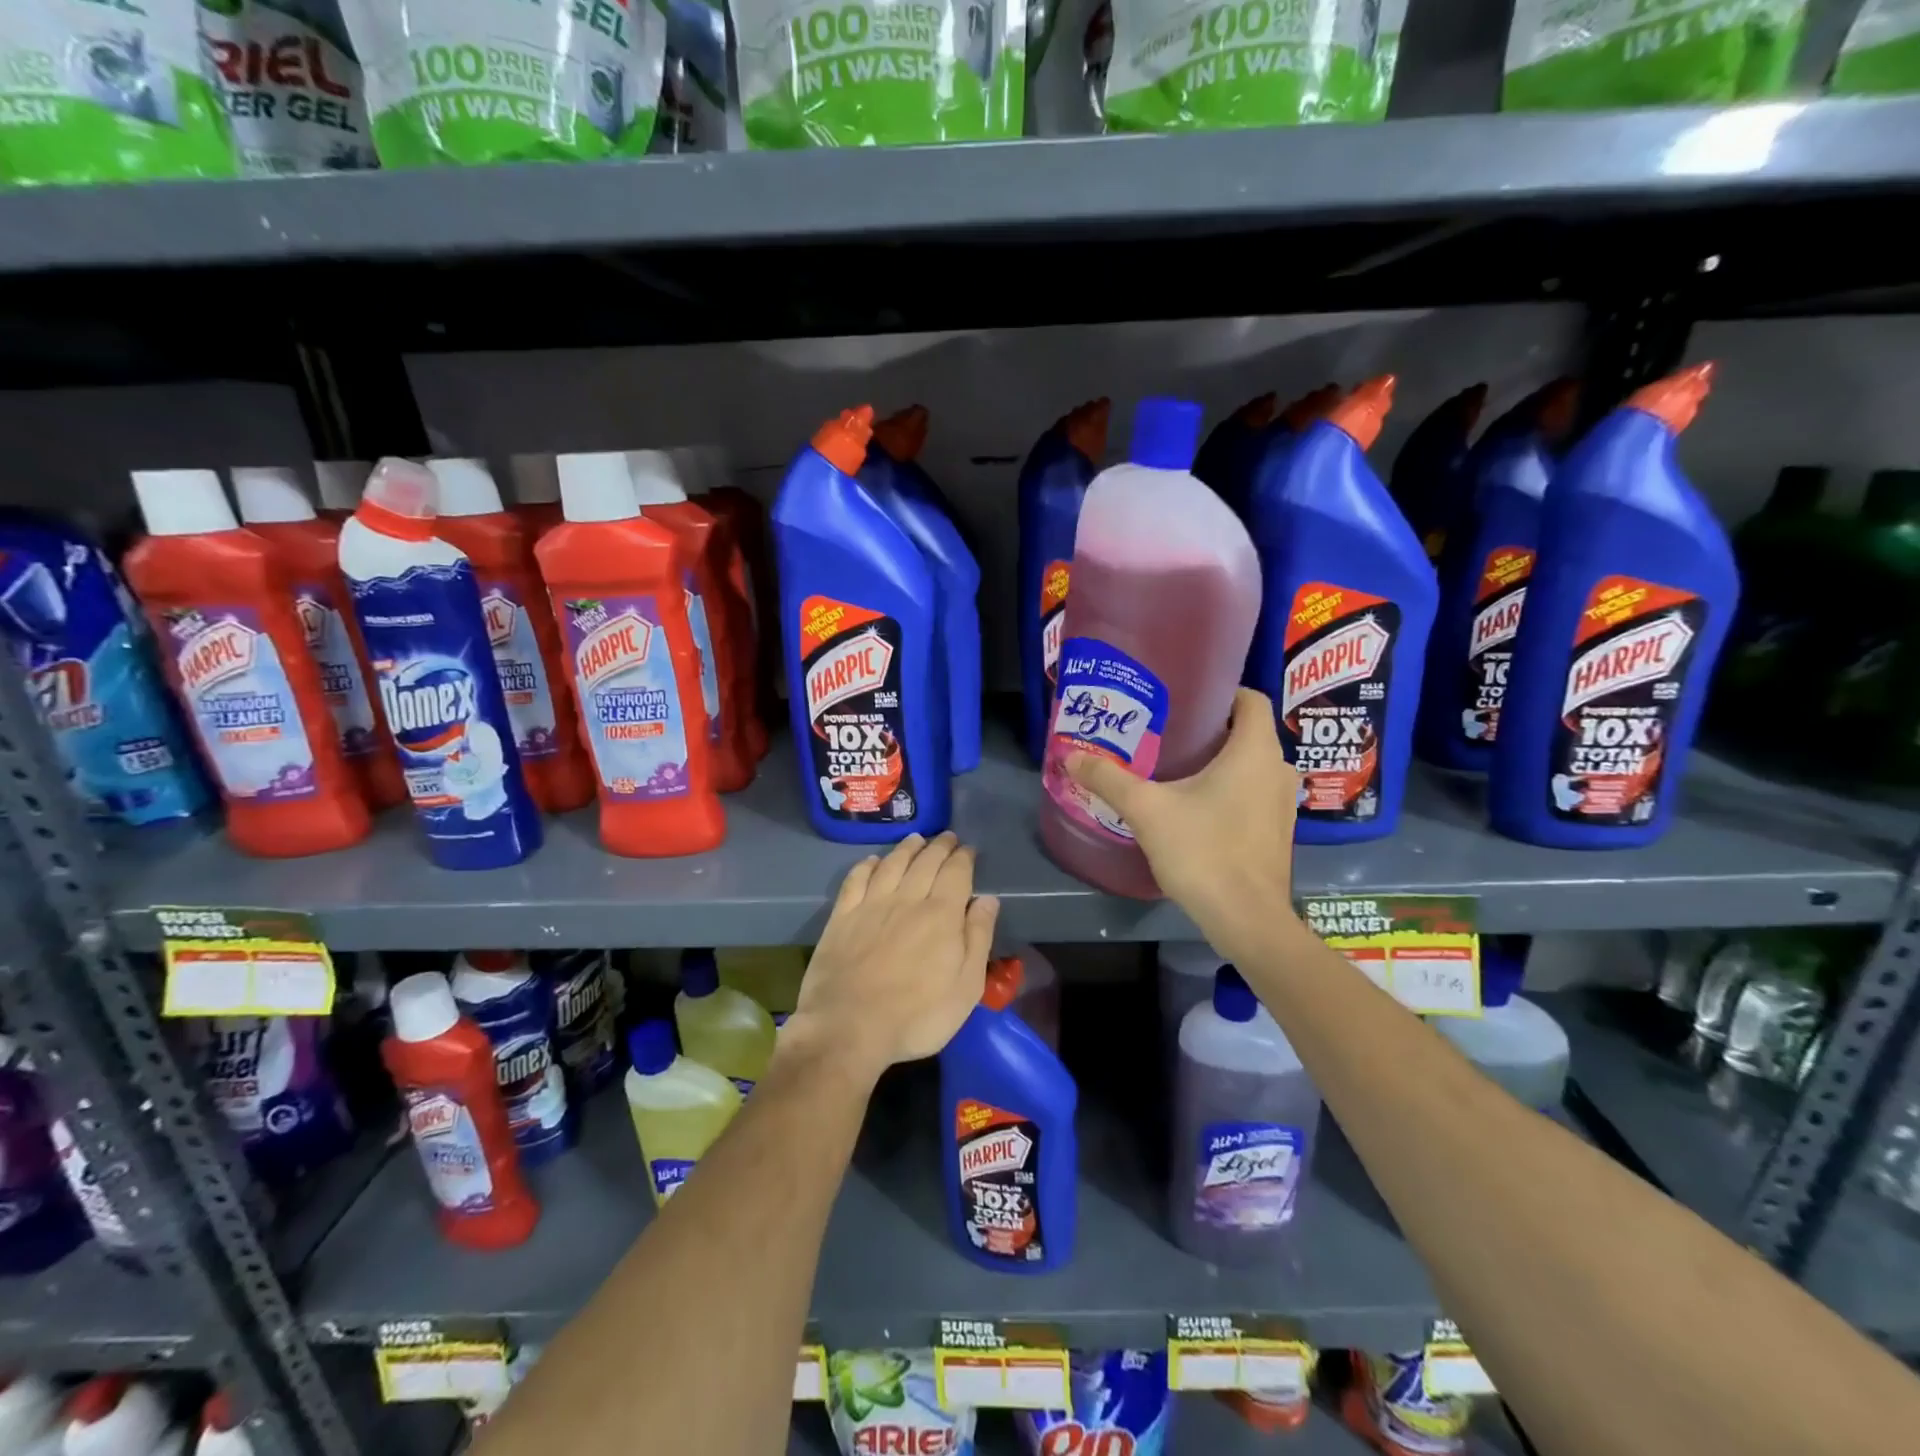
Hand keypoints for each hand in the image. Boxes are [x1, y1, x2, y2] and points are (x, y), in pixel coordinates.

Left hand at [784, 832, 999, 1080]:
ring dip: (907, 848)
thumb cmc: (917, 1016)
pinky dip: (867, 865)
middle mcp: (907, 899)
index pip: (956, 872)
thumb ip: (978, 938)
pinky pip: (856, 879)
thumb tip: (988, 899)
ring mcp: (871, 905)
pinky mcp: (842, 917)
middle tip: (947, 837)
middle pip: (925, 861)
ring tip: (916, 839)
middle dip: (939, 846)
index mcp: (941, 914)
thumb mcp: (966, 987)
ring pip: (892, 864)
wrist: (848, 1029)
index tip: (969, 850)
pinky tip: (873, 861)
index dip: (964, 858)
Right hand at [1066, 688, 1297, 956]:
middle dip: (1209, 728)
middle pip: (1246, 731)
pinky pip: (1253, 793)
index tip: (1182, 698)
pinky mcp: (1277, 832)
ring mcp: (1283, 803)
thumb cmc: (1204, 851)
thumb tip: (1071, 756)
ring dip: (1219, 761)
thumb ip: (1109, 779)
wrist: (1246, 920)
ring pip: (1251, 765)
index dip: (1219, 692)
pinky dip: (1229, 789)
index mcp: (1255, 750)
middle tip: (1165, 731)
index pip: (1249, 698)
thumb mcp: (1147, 810)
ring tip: (1174, 767)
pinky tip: (1194, 806)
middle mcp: (1278, 769)